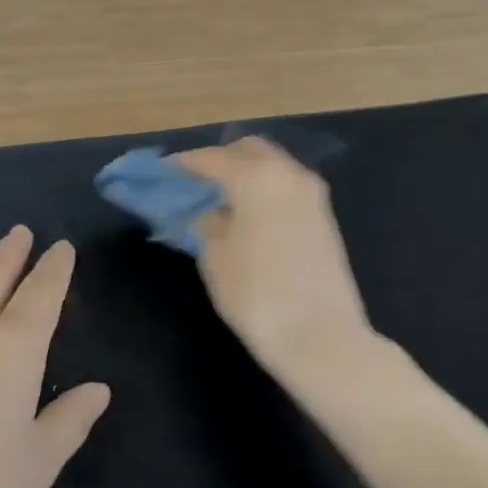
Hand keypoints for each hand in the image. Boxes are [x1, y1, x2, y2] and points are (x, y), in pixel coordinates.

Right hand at [172, 139, 369, 378]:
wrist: (322, 337)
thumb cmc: (257, 296)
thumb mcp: (215, 258)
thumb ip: (208, 223)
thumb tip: (211, 212)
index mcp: (255, 177)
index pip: (211, 159)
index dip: (183, 164)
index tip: (163, 172)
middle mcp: (288, 174)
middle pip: (248, 150)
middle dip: (220, 160)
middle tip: (195, 182)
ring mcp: (312, 194)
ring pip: (273, 165)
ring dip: (246, 173)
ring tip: (220, 199)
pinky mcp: (325, 216)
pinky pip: (287, 186)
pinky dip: (265, 189)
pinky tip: (248, 214)